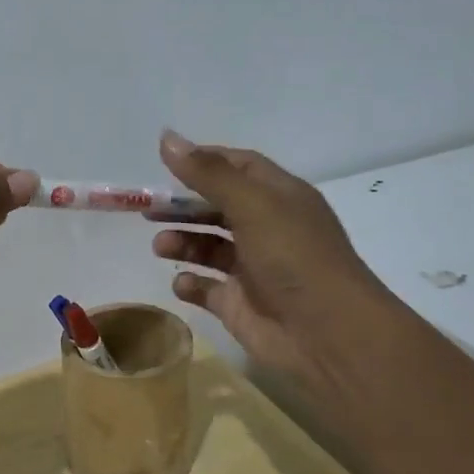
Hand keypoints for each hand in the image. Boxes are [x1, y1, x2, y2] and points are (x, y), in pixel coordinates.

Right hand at [149, 130, 405, 390]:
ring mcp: (254, 270)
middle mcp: (268, 230)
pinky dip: (191, 284)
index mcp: (281, 198)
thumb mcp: (252, 205)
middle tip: (147, 209)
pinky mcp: (240, 305)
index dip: (205, 161)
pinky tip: (181, 284)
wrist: (327, 334)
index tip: (166, 163)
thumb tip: (167, 138)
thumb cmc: (294, 258)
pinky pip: (207, 289)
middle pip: (218, 208)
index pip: (240, 167)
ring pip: (209, 248)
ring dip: (182, 243)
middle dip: (183, 206)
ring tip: (161, 247)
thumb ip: (208, 174)